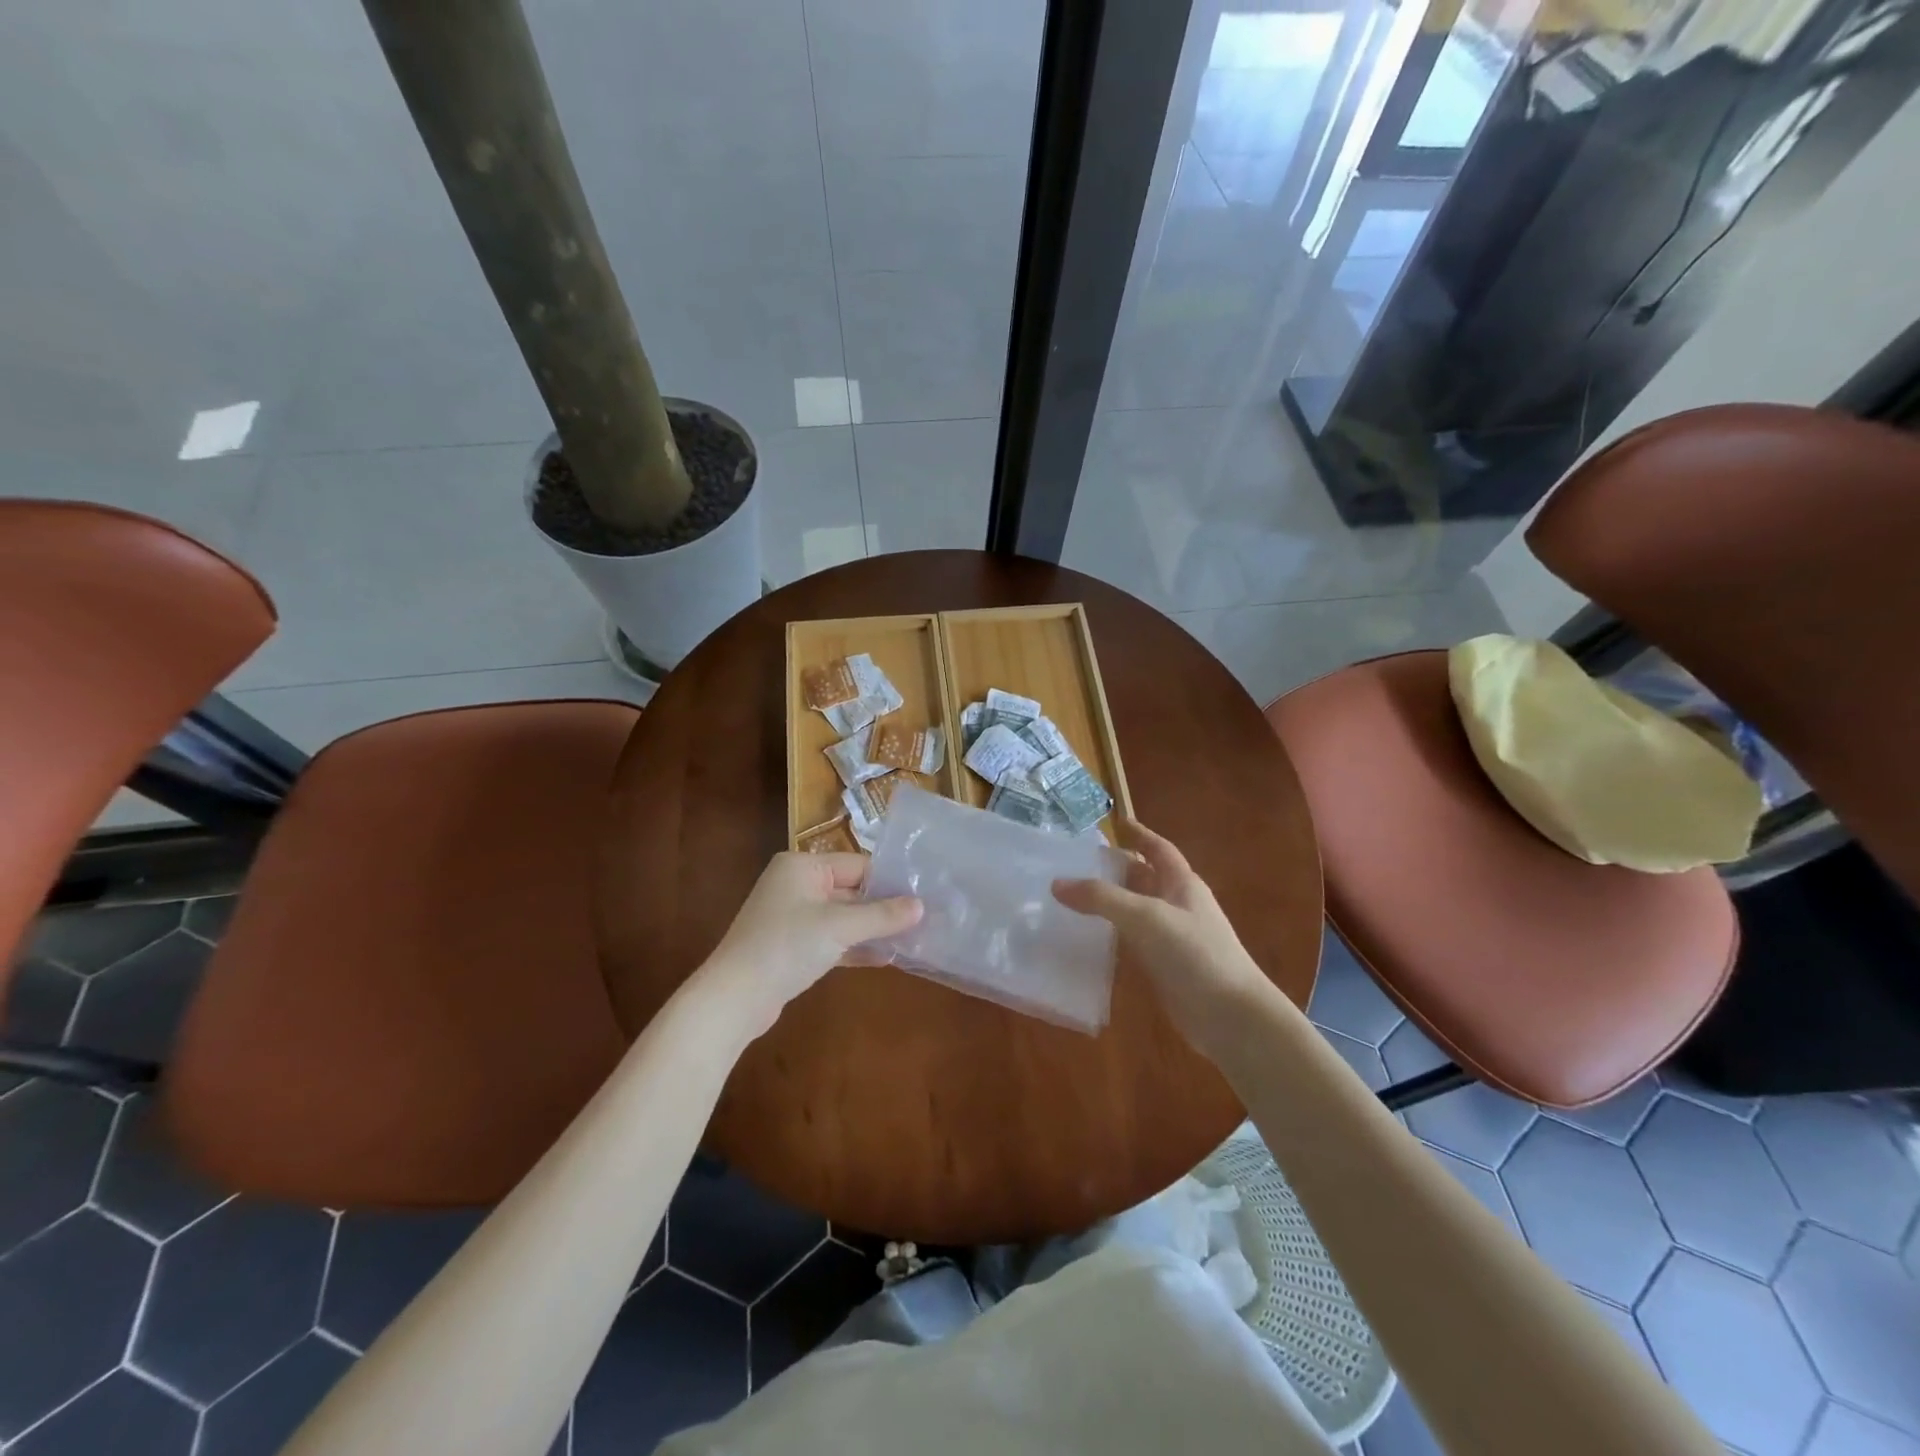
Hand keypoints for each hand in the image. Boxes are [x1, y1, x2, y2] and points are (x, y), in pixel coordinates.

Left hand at [701, 852, 921, 1038]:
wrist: (734, 998)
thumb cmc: (786, 947)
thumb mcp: (839, 927)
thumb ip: (881, 915)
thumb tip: (921, 906)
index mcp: (802, 866)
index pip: (858, 865)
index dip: (890, 881)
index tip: (924, 895)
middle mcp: (796, 884)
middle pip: (851, 890)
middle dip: (884, 907)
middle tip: (925, 918)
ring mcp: (792, 917)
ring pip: (843, 917)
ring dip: (872, 929)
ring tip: (913, 939)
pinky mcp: (792, 946)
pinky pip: (832, 939)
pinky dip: (855, 947)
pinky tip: (886, 958)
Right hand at [1053, 820, 1280, 1060]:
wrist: (1230, 1016)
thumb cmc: (1194, 953)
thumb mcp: (1146, 916)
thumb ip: (1101, 898)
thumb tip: (1056, 883)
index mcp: (1182, 883)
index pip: (1158, 848)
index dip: (1139, 833)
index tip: (1115, 822)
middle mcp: (1177, 905)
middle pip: (1142, 878)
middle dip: (1114, 868)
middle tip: (1074, 862)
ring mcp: (1170, 937)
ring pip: (1133, 910)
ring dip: (1107, 903)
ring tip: (1068, 898)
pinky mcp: (1162, 967)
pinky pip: (1131, 942)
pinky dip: (1110, 936)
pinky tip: (1084, 938)